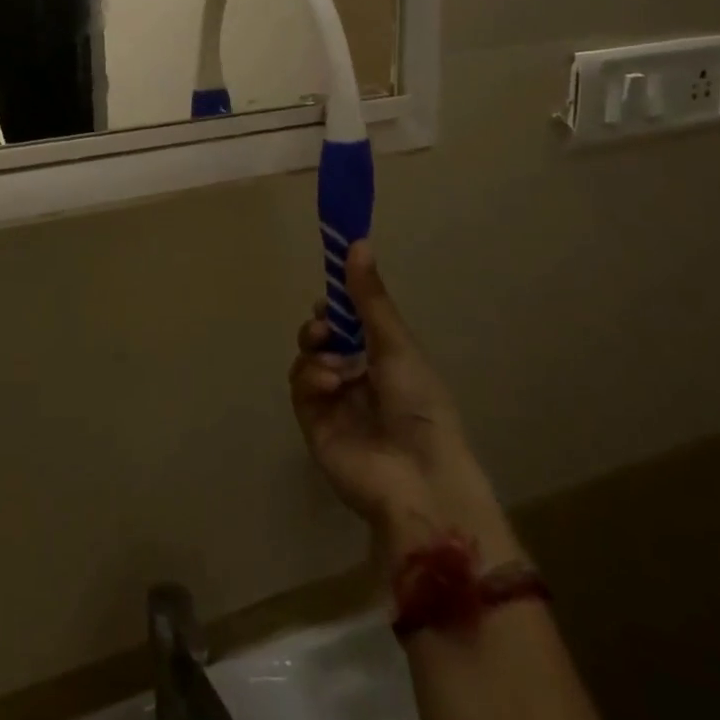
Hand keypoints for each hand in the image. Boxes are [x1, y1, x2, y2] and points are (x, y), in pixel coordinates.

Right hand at [290, 244, 520, 563]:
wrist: (417, 478)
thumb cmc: (419, 405)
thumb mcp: (396, 344)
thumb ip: (369, 297)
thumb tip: (357, 241)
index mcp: (385, 358)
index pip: (352, 321)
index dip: (339, 303)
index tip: (330, 285)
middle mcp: (358, 376)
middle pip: (324, 337)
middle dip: (320, 327)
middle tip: (324, 327)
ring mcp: (334, 400)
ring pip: (308, 358)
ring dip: (316, 352)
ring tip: (331, 363)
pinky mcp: (313, 422)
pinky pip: (300, 387)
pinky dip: (311, 379)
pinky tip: (329, 384)